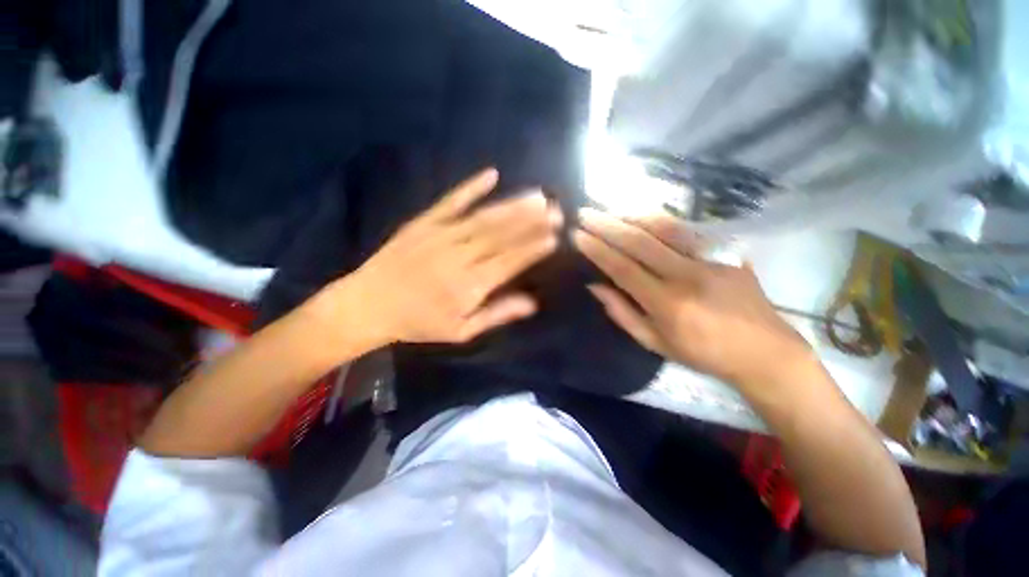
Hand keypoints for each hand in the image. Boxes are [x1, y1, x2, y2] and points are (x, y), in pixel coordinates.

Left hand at [318, 168, 560, 350]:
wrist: (367, 305)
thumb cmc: (419, 323)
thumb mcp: (461, 330)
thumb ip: (497, 314)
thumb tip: (532, 303)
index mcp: (469, 286)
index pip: (510, 262)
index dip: (533, 248)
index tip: (555, 235)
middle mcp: (458, 257)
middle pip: (501, 236)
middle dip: (531, 221)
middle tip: (556, 208)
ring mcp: (440, 236)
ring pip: (483, 218)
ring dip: (512, 205)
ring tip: (537, 195)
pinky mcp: (423, 222)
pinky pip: (450, 201)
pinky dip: (471, 187)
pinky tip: (491, 174)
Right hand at [573, 208, 812, 391]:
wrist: (764, 352)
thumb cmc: (702, 353)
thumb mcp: (655, 342)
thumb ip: (622, 313)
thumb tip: (595, 286)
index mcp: (667, 303)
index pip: (623, 268)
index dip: (598, 250)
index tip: (578, 235)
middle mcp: (687, 276)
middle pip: (640, 242)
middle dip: (607, 225)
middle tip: (585, 213)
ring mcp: (711, 260)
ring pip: (664, 228)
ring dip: (632, 216)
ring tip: (610, 210)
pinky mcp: (727, 252)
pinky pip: (688, 229)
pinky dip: (660, 220)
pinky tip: (643, 215)